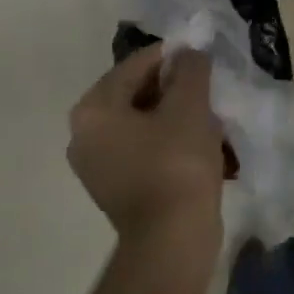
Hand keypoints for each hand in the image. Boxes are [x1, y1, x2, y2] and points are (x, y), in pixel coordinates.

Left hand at [69, 44, 223, 248]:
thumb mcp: (190, 105)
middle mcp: (84, 134)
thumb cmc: (177, 164)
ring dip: (175, 114)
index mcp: (94, 109)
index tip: (204, 57)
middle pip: (136, 93)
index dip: (174, 56)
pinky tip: (200, 144)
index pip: (137, 64)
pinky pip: (144, 148)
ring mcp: (97, 165)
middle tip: (209, 87)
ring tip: (209, 115)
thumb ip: (190, 68)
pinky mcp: (116, 187)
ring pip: (143, 121)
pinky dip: (169, 140)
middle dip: (174, 87)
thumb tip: (189, 53)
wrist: (171, 240)